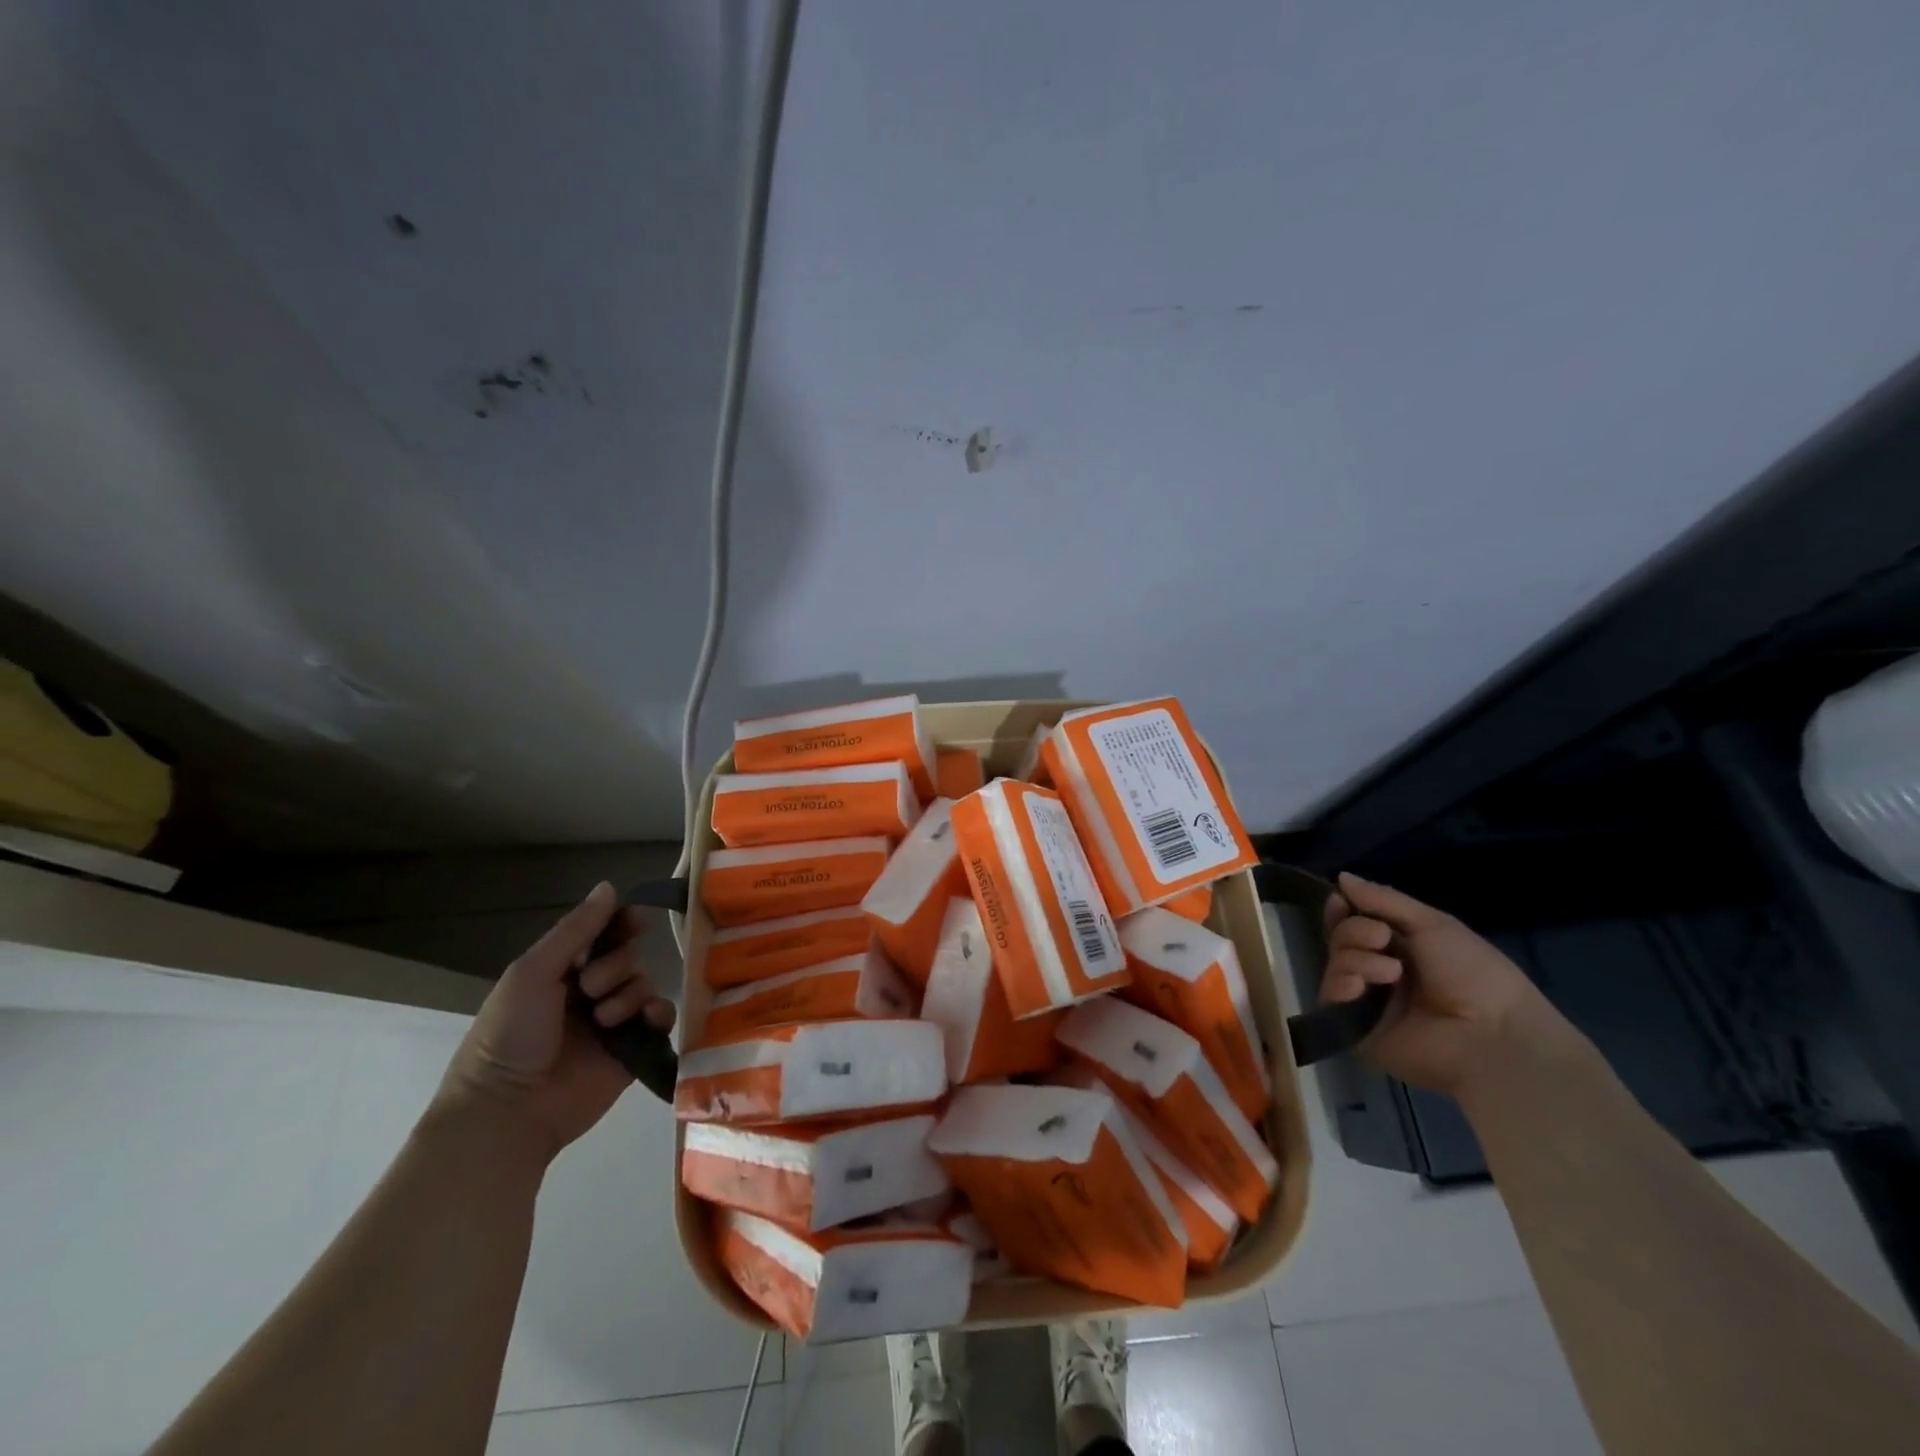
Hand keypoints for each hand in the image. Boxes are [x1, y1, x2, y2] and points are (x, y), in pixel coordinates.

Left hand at [434, 882, 675, 1162]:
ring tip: (603, 1020)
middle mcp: (590, 992)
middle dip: (615, 966)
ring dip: (628, 994)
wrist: (509, 1110)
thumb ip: (576, 929)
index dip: (621, 923)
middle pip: (628, 955)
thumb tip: (611, 885)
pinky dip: (658, 1013)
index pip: (603, 933)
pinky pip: (662, 1017)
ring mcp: (613, 1021)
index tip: (633, 920)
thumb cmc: (510, 1034)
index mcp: (561, 971)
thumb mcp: (533, 972)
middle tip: (589, 988)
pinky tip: (644, 1020)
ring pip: (645, 983)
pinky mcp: (634, 1049)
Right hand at [1320, 872, 1573, 1098]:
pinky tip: (1361, 986)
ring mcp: (1367, 1001)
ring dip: (1355, 958)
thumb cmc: (1473, 974)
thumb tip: (1341, 877)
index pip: (1356, 922)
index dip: (1344, 909)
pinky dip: (1341, 984)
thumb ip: (1384, 900)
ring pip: (1336, 963)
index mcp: (1401, 948)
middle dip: (1354, 931)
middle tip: (1382, 939)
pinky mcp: (1355, 1029)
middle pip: (1341, 938)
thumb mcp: (1433, 924)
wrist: (1491, 1036)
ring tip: (1391, 972)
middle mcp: (1380, 971)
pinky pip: (1330, 997)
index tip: (1340, 900)